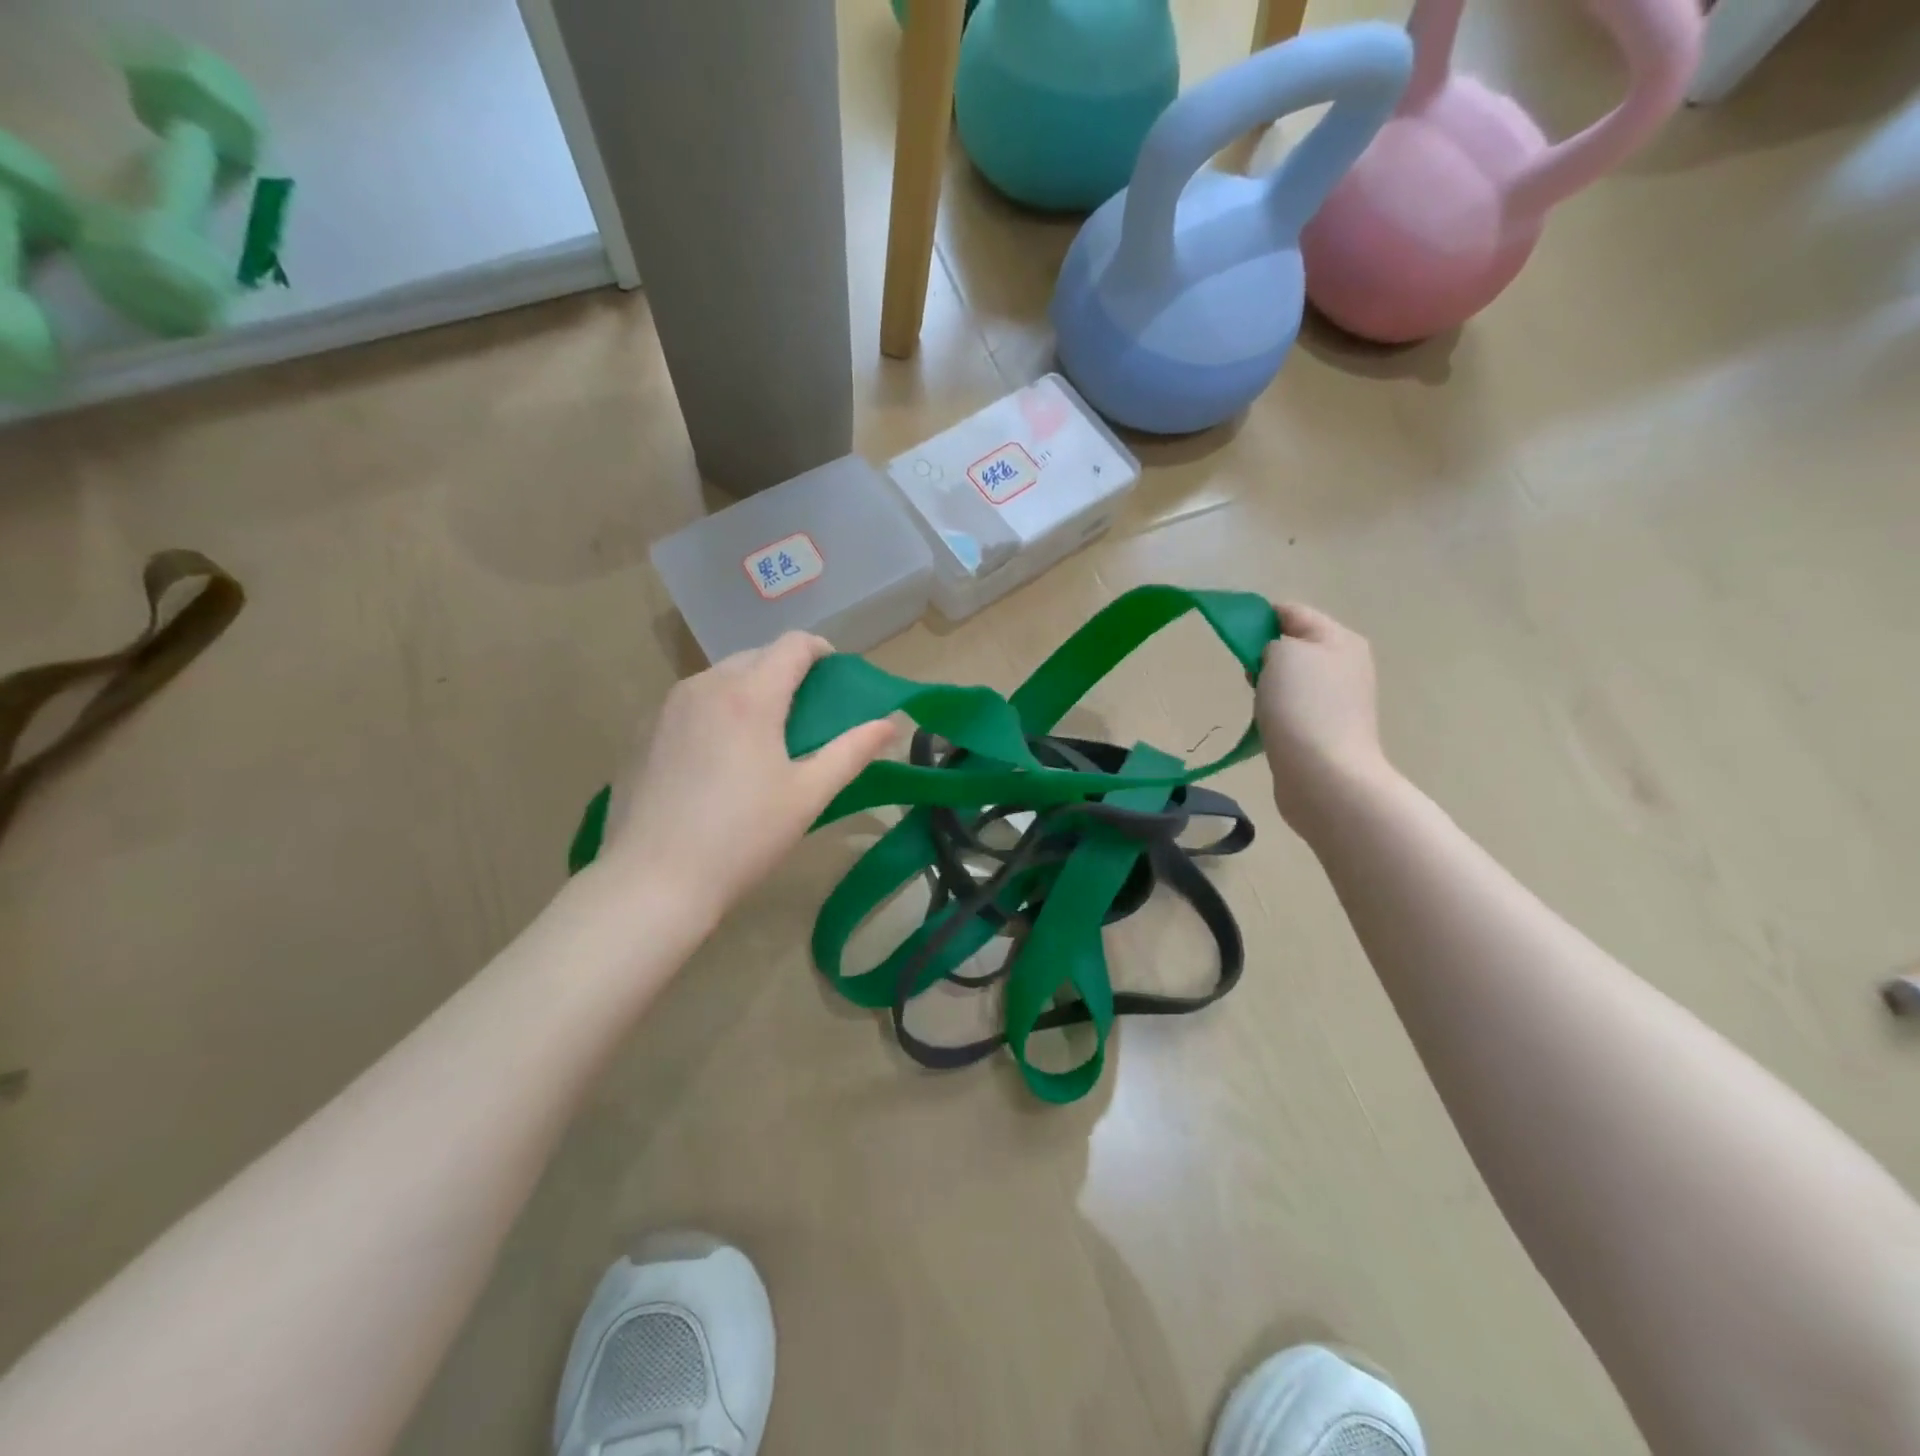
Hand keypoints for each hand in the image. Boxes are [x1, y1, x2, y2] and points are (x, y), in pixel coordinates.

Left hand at [599, 633, 897, 920]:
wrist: (653, 881)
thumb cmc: (743, 837)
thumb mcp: (809, 795)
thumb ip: (852, 751)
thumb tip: (891, 723)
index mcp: (750, 695)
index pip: (793, 644)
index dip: (821, 651)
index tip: (835, 676)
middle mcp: (705, 686)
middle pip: (755, 656)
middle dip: (786, 671)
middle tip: (805, 713)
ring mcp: (666, 707)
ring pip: (719, 678)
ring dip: (749, 690)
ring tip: (762, 735)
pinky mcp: (643, 732)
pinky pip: (690, 704)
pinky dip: (715, 712)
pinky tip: (717, 759)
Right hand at [1257, 603, 1393, 834]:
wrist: (1324, 775)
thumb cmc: (1302, 707)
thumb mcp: (1281, 653)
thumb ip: (1272, 641)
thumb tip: (1272, 656)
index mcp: (1340, 639)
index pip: (1292, 612)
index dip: (1258, 617)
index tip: (1229, 634)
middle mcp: (1346, 665)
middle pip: (1293, 646)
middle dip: (1263, 654)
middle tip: (1243, 672)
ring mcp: (1340, 701)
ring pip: (1292, 679)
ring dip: (1268, 686)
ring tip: (1253, 701)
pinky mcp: (1327, 730)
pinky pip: (1294, 708)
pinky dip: (1275, 711)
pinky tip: (1264, 724)